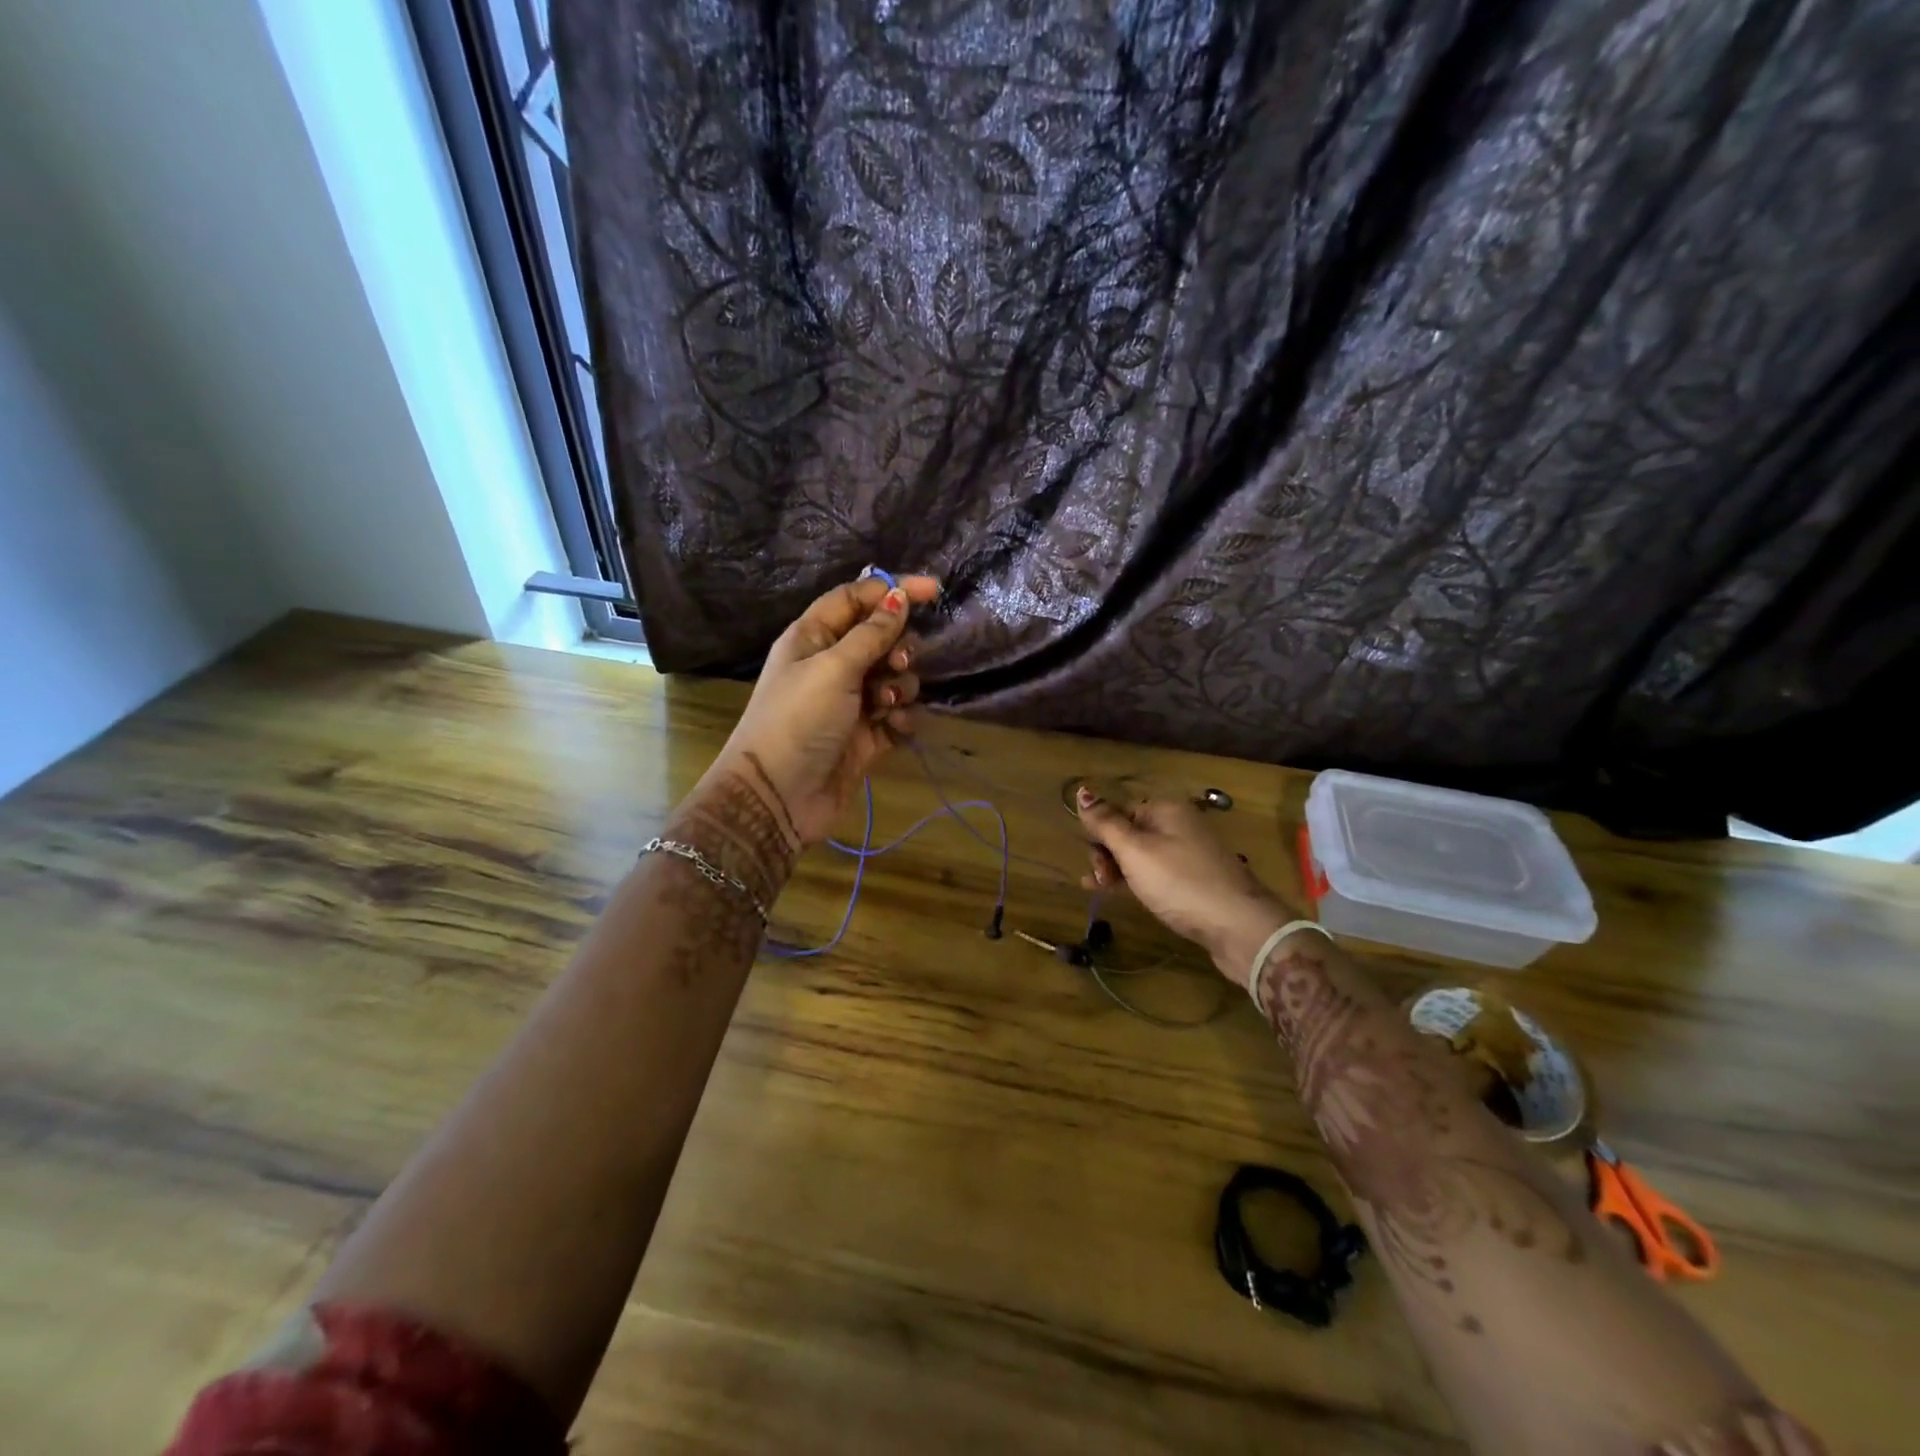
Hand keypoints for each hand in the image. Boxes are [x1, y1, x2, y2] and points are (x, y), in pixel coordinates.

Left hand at [707, 573, 940, 846]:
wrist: (779, 797)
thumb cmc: (799, 720)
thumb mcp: (834, 668)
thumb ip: (871, 633)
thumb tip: (899, 596)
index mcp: (813, 637)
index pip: (856, 599)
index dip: (892, 590)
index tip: (933, 591)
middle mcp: (832, 665)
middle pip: (881, 638)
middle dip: (898, 647)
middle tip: (895, 664)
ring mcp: (850, 702)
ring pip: (894, 678)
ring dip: (900, 686)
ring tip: (885, 705)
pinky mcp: (866, 736)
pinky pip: (898, 715)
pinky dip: (901, 718)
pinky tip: (893, 729)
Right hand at [1074, 785, 1286, 985]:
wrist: (1240, 927)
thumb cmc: (1180, 883)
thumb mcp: (1135, 851)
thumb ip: (1106, 823)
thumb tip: (1082, 791)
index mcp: (1166, 809)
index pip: (1119, 811)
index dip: (1100, 835)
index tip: (1092, 864)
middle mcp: (1179, 824)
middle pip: (1130, 832)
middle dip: (1108, 854)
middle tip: (1100, 881)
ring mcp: (1190, 853)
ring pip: (1142, 856)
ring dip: (1119, 870)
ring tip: (1103, 891)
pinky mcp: (1196, 880)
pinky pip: (1157, 873)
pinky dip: (1139, 882)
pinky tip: (1127, 895)